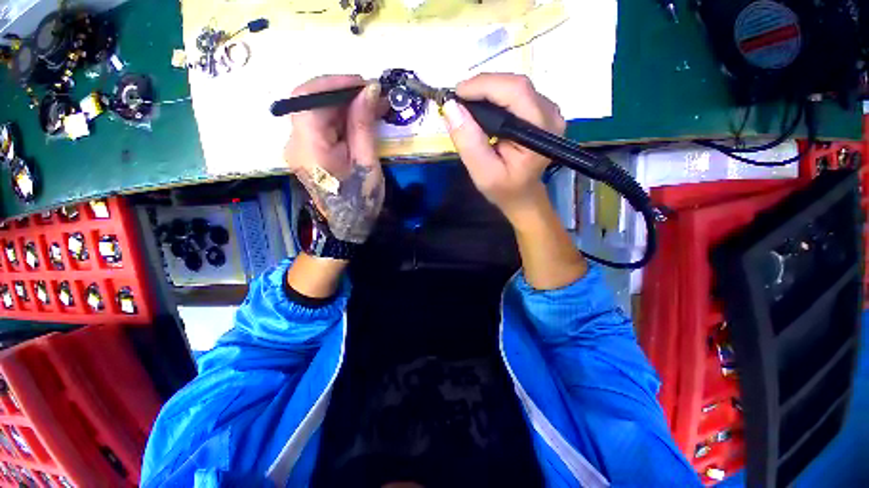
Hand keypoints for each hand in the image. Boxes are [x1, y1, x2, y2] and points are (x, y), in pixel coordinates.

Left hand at [284, 75, 385, 243]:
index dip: (333, 84)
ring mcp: (298, 146)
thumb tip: (370, 90)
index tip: (362, 83)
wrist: (347, 226)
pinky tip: (360, 120)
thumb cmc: (360, 200)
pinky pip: (320, 125)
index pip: (307, 99)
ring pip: (316, 112)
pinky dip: (340, 118)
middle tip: (373, 95)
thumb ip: (364, 125)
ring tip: (372, 107)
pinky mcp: (306, 150)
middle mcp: (294, 143)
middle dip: (342, 94)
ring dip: (344, 105)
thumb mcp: (367, 163)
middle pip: (310, 103)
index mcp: (309, 148)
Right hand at [442, 74, 565, 222]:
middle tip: (457, 101)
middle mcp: (550, 115)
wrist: (523, 195)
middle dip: (483, 87)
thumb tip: (451, 107)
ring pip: (514, 86)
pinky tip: (482, 109)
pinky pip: (516, 94)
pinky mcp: (541, 111)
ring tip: (466, 106)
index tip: (455, 95)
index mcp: (540, 131)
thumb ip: (469, 142)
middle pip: (515, 85)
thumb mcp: (483, 173)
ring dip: (487, 91)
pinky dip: (495, 97)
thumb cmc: (504, 189)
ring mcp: (549, 111)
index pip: (515, 91)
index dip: (483, 85)